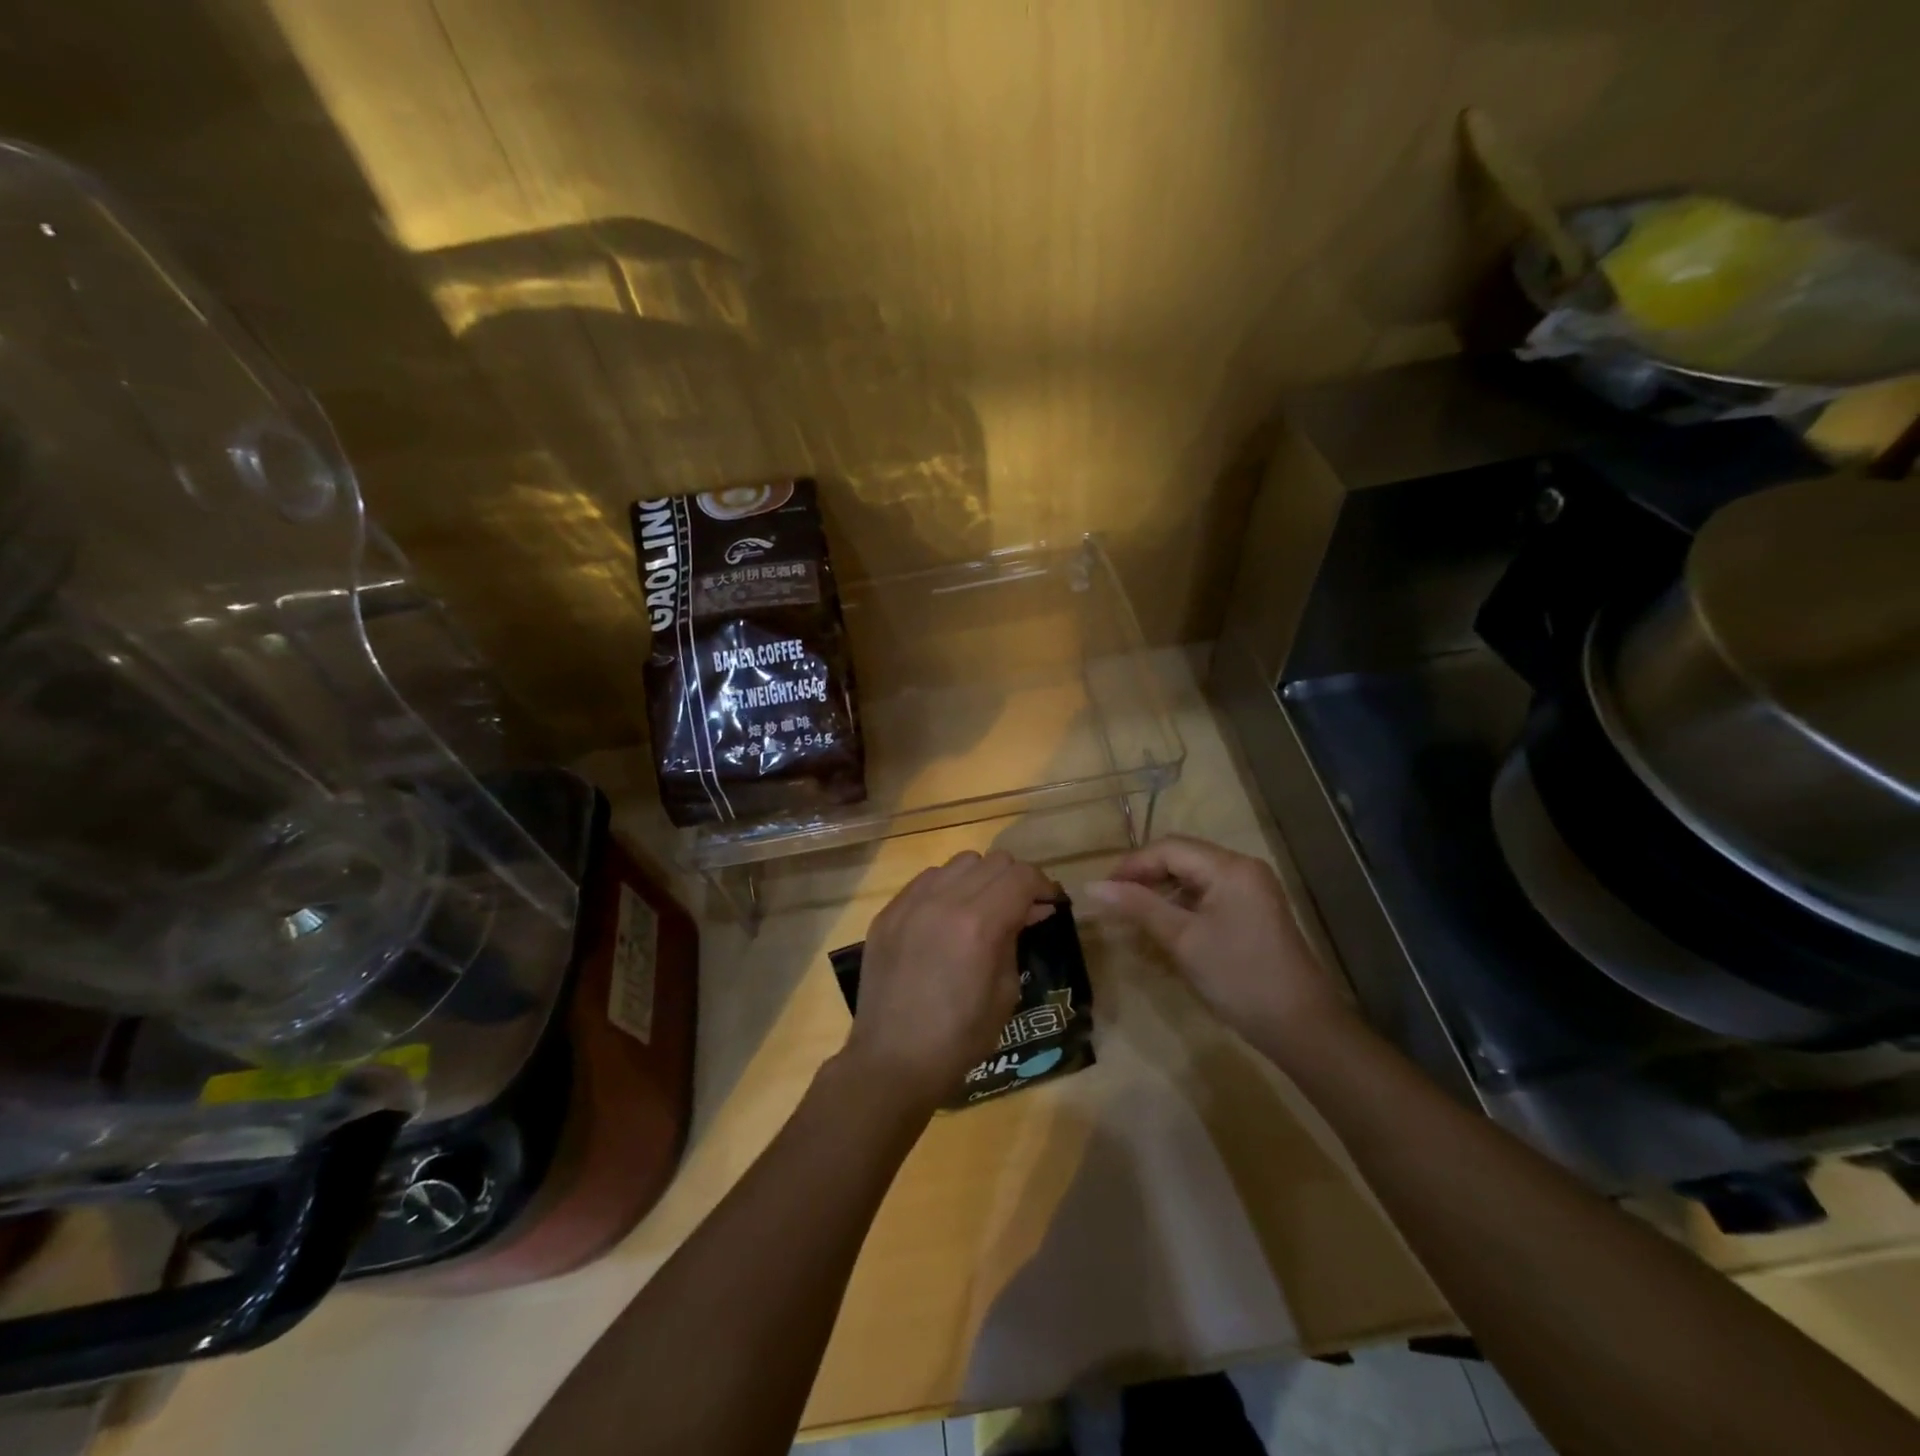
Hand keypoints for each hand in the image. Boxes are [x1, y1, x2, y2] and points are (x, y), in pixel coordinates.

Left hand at [841, 850, 1054, 1113]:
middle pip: (993, 862)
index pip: (1021, 877)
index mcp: (978, 923)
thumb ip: (1016, 939)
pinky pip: (925, 881)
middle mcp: (943, 900)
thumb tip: (1032, 909)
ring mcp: (909, 903)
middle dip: (1014, 880)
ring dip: (979, 879)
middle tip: (1020, 908)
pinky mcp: (888, 913)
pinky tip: (947, 918)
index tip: (1049, 904)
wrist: (892, 1061)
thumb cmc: (959, 1037)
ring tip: (981, 909)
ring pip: (958, 864)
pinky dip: (946, 888)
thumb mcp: (1005, 992)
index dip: (1043, 885)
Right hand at [1085, 836, 1351, 1054]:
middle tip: (1113, 902)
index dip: (1131, 865)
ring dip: (1161, 891)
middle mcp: (1242, 868)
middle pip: (1181, 857)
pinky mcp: (1252, 911)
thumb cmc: (1239, 977)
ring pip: (1193, 877)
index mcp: (1229, 867)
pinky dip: (1181, 905)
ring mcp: (1250, 890)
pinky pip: (1207, 895)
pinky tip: (1162, 926)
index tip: (1102, 890)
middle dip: (1144, 876)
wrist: (1301, 1027)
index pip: (1169, 848)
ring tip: (1131, 915)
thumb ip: (1137, 906)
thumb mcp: (1182, 940)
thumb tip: (1092, 886)